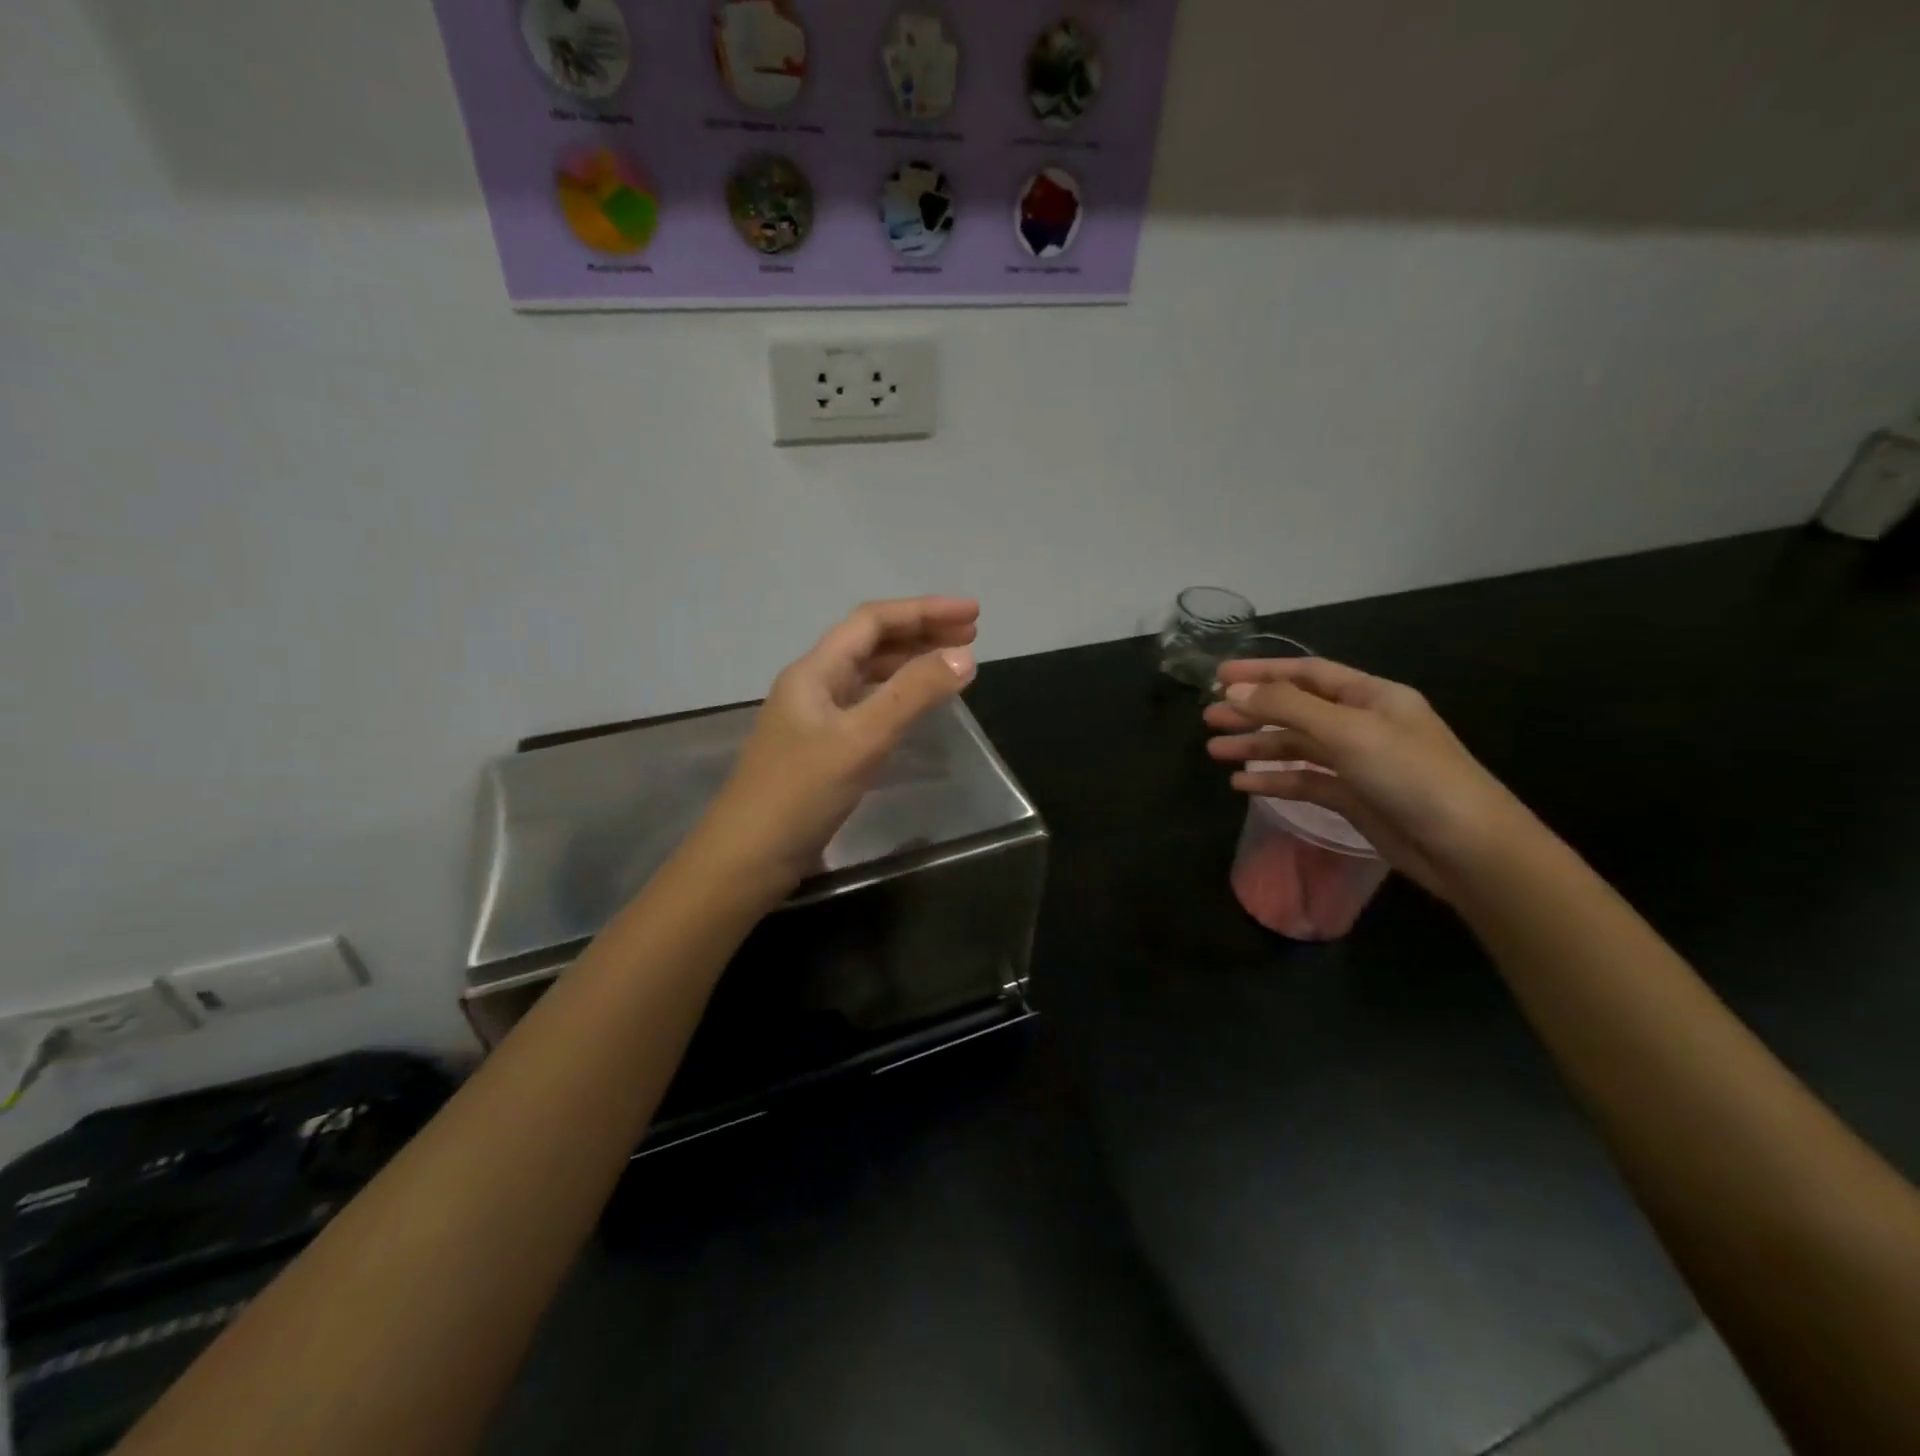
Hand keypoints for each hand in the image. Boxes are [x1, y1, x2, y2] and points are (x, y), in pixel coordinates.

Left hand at [699, 597, 979, 892]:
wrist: (747, 859)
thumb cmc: (800, 794)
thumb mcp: (861, 740)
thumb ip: (912, 695)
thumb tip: (964, 656)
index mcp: (815, 672)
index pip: (873, 621)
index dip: (924, 610)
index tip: (974, 613)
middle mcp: (813, 686)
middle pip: (871, 643)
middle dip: (921, 632)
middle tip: (972, 634)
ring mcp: (814, 720)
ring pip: (868, 676)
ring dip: (910, 663)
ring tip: (953, 665)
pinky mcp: (820, 751)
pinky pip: (865, 707)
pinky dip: (897, 698)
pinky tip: (916, 708)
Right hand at [1204, 656, 1535, 901]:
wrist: (1466, 849)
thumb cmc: (1412, 776)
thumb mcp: (1348, 732)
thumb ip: (1288, 708)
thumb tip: (1234, 691)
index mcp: (1371, 696)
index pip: (1306, 673)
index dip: (1262, 671)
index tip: (1219, 676)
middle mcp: (1362, 724)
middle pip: (1296, 710)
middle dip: (1252, 711)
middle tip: (1208, 717)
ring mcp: (1358, 763)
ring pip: (1296, 747)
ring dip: (1256, 747)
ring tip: (1214, 751)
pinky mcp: (1353, 798)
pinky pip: (1304, 781)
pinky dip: (1273, 781)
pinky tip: (1242, 785)